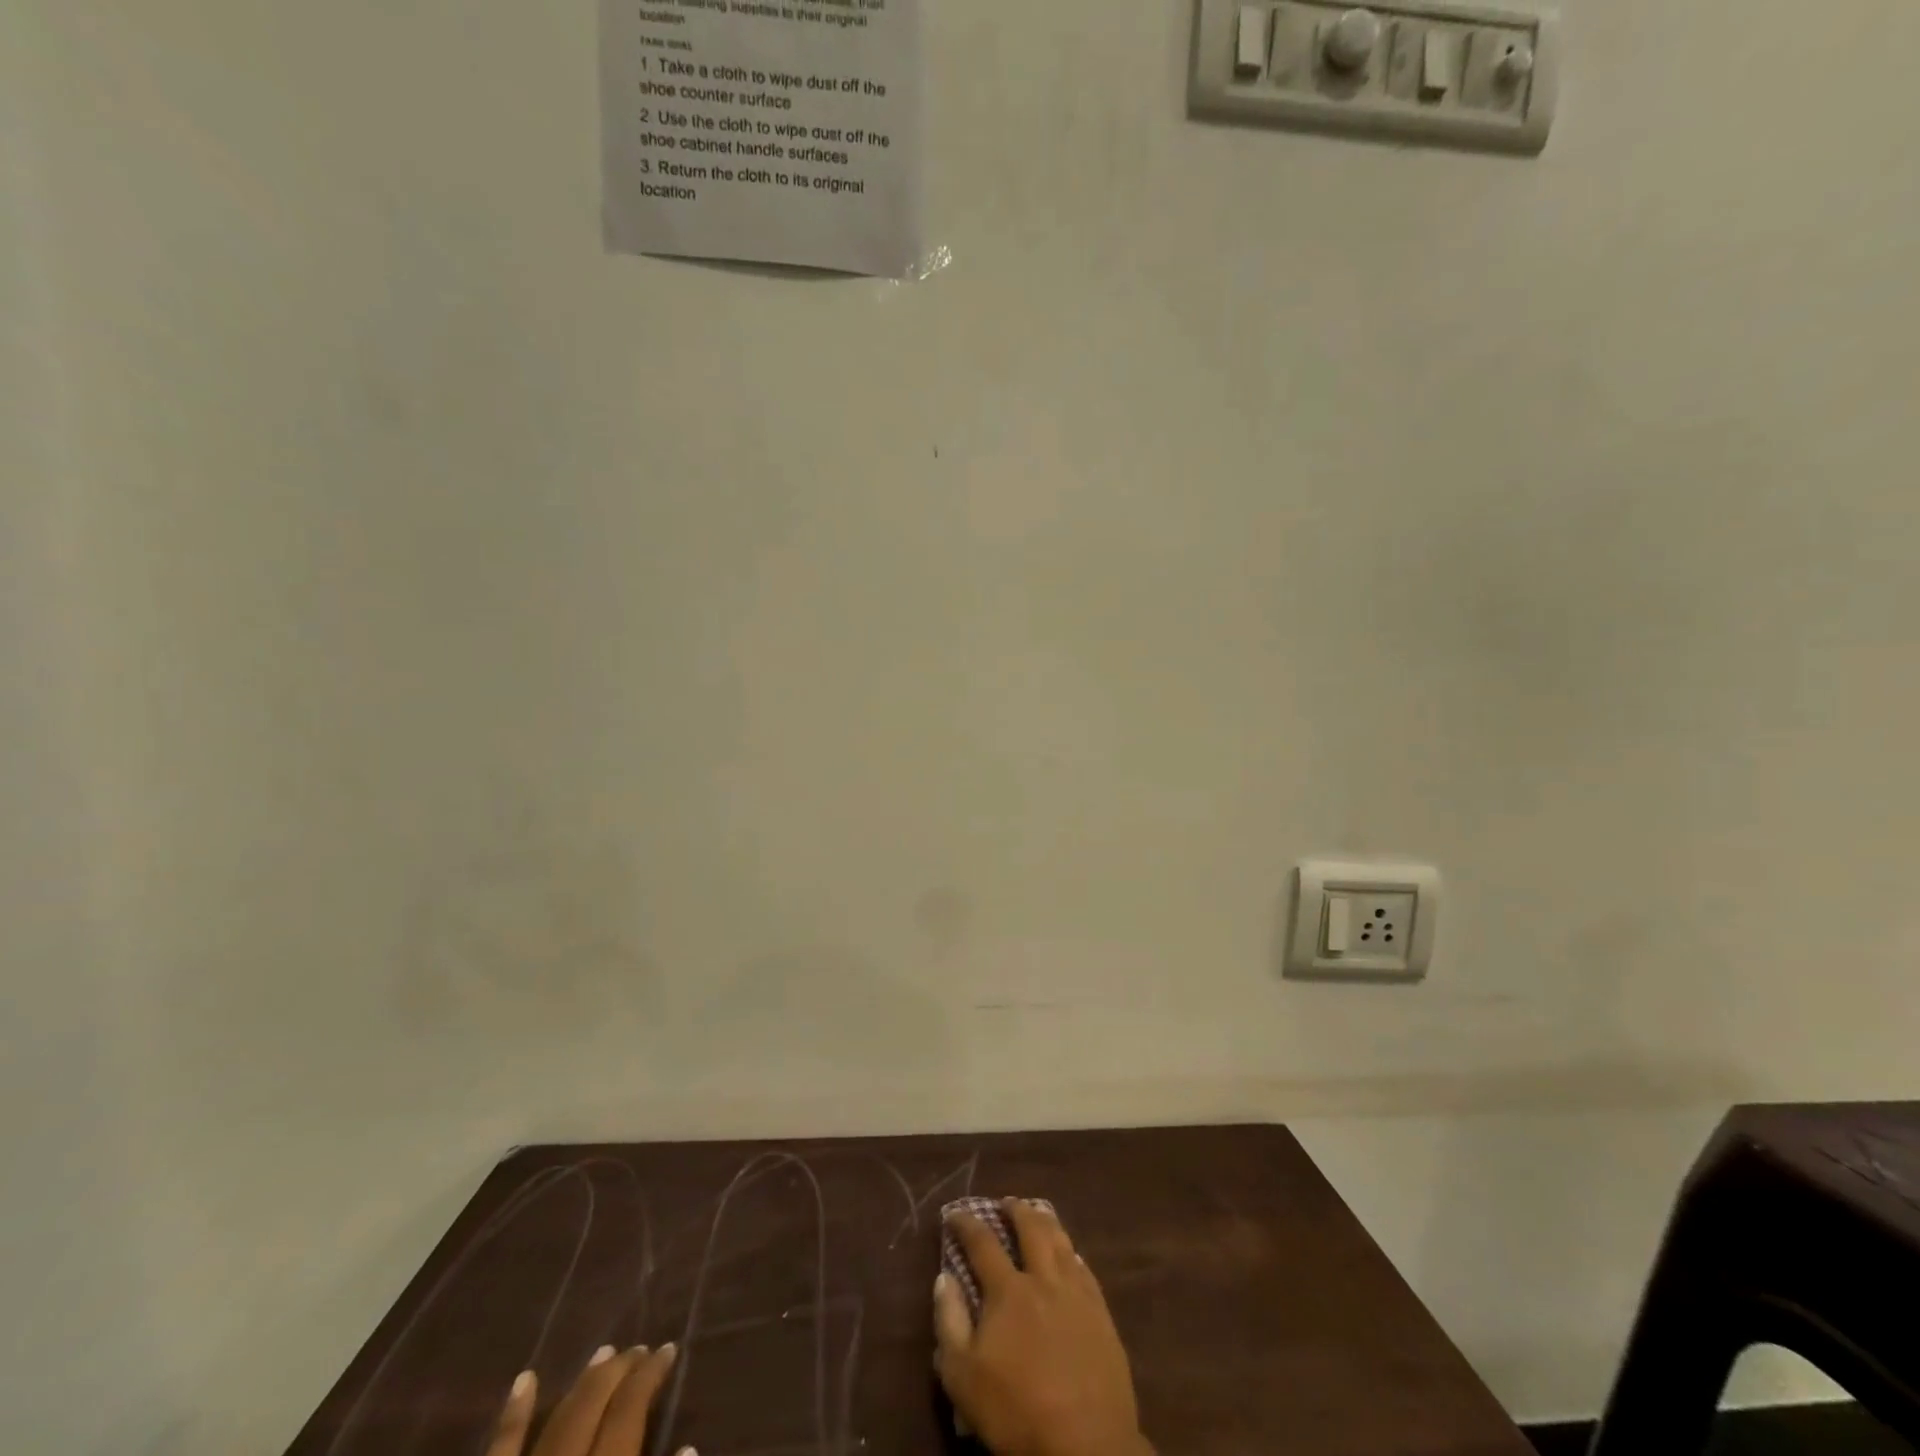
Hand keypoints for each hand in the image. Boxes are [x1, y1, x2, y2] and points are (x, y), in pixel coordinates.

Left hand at [488, 1344, 688, 1455]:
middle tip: (641, 1349)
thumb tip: (689, 1446)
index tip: (669, 1348)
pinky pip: (501, 1450)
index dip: (651, 1375)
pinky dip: (513, 1415)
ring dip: (583, 1382)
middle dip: (621, 1371)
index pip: (630, 1408)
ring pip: (558, 1417)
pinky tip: (526, 1378)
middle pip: (595, 1404)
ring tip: (605, 1351)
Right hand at [935, 1201, 1150, 1455]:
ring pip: (1061, 1241)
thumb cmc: (1017, 1411)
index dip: (966, 1223)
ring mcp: (1077, 1293)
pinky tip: (1071, 1254)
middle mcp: (1044, 1279)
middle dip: (1015, 1210)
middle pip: (1030, 1228)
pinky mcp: (1101, 1314)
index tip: (955, 1214)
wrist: (1086, 1443)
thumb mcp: (963, 1377)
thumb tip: (944, 1278)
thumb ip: (950, 1322)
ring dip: (1046, 1222)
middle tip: (1006, 1202)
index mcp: (1008, 1290)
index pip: (983, 1243)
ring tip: (1038, 1213)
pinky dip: (1072, 1253)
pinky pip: (1085, 1269)